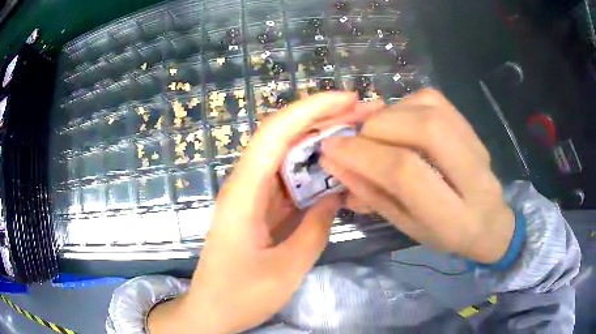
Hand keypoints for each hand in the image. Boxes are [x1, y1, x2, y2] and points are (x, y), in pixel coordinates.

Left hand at [148, 93, 384, 333]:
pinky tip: (341, 170)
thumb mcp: (285, 269)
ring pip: (290, 157)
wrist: (211, 311)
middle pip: (285, 137)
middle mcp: (246, 185)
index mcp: (244, 193)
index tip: (348, 100)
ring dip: (324, 143)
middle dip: (326, 119)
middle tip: (367, 114)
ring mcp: (253, 196)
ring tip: (361, 135)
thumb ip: (315, 230)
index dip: (311, 109)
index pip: (275, 133)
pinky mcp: (260, 209)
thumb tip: (335, 196)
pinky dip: (316, 172)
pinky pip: (290, 181)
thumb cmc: (240, 296)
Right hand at [321, 89, 514, 263]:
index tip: (331, 149)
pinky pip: (434, 99)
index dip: (364, 155)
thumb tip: (334, 160)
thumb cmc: (445, 234)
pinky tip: (398, 122)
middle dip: (377, 129)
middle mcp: (474, 176)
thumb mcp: (406, 226)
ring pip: (430, 108)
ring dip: (389, 114)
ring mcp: (477, 145)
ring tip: (375, 133)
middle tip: (357, 141)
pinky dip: (405, 104)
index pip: (407, 173)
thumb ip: (372, 194)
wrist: (490, 222)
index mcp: (454, 218)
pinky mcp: (472, 127)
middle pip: (424, 129)